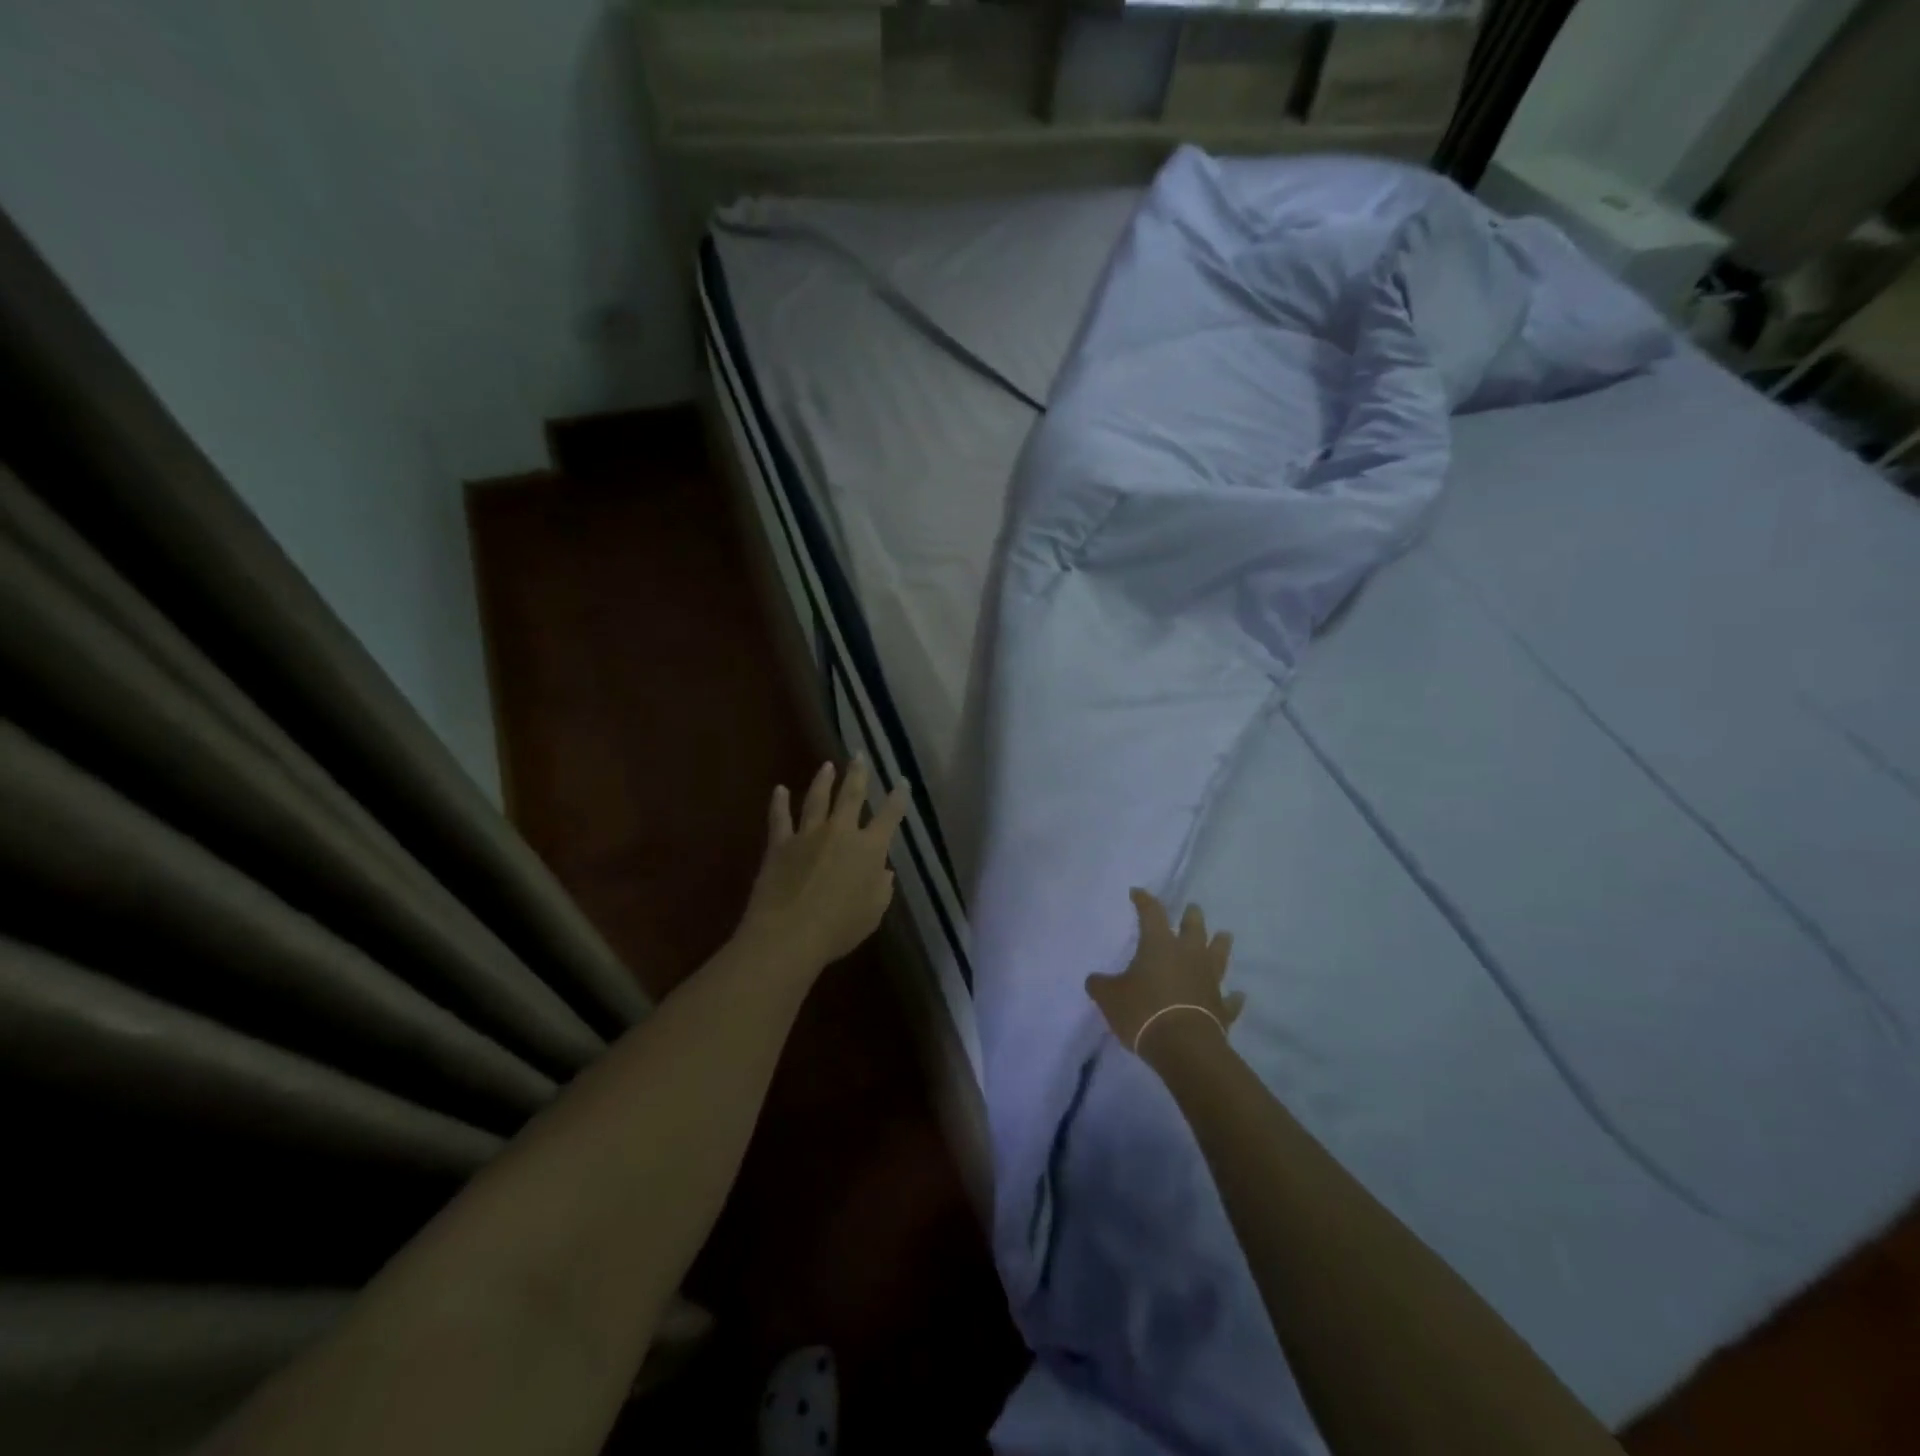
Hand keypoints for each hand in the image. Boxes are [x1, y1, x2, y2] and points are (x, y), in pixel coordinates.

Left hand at [737, 756, 908, 972]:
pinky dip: (779, 803)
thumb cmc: (839, 928)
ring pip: (817, 799)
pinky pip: (779, 818)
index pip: (889, 816)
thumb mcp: (873, 913)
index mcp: (869, 849)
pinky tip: (779, 790)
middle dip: (858, 774)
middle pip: (851, 796)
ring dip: (823, 781)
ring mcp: (807, 835)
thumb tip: (883, 871)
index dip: (898, 798)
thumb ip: (882, 888)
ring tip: (827, 766)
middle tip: (859, 756)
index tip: (902, 782)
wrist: (789, 934)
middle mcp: (840, 832)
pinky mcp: (780, 844)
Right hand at [1086, 889, 1244, 1055]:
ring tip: (1224, 935)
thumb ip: (1101, 985)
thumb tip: (1094, 980)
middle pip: (1194, 927)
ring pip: (1219, 954)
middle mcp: (1188, 955)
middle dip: (1192, 916)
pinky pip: (1230, 999)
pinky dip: (1232, 997)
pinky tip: (1237, 995)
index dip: (1144, 900)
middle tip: (1192, 908)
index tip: (1137, 892)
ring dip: (1221, 944)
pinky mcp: (1221, 1007)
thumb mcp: (1110, 998)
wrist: (1184, 1046)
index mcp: (1159, 945)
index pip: (1151, 913)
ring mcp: (1209, 980)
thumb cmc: (1143, 1012)